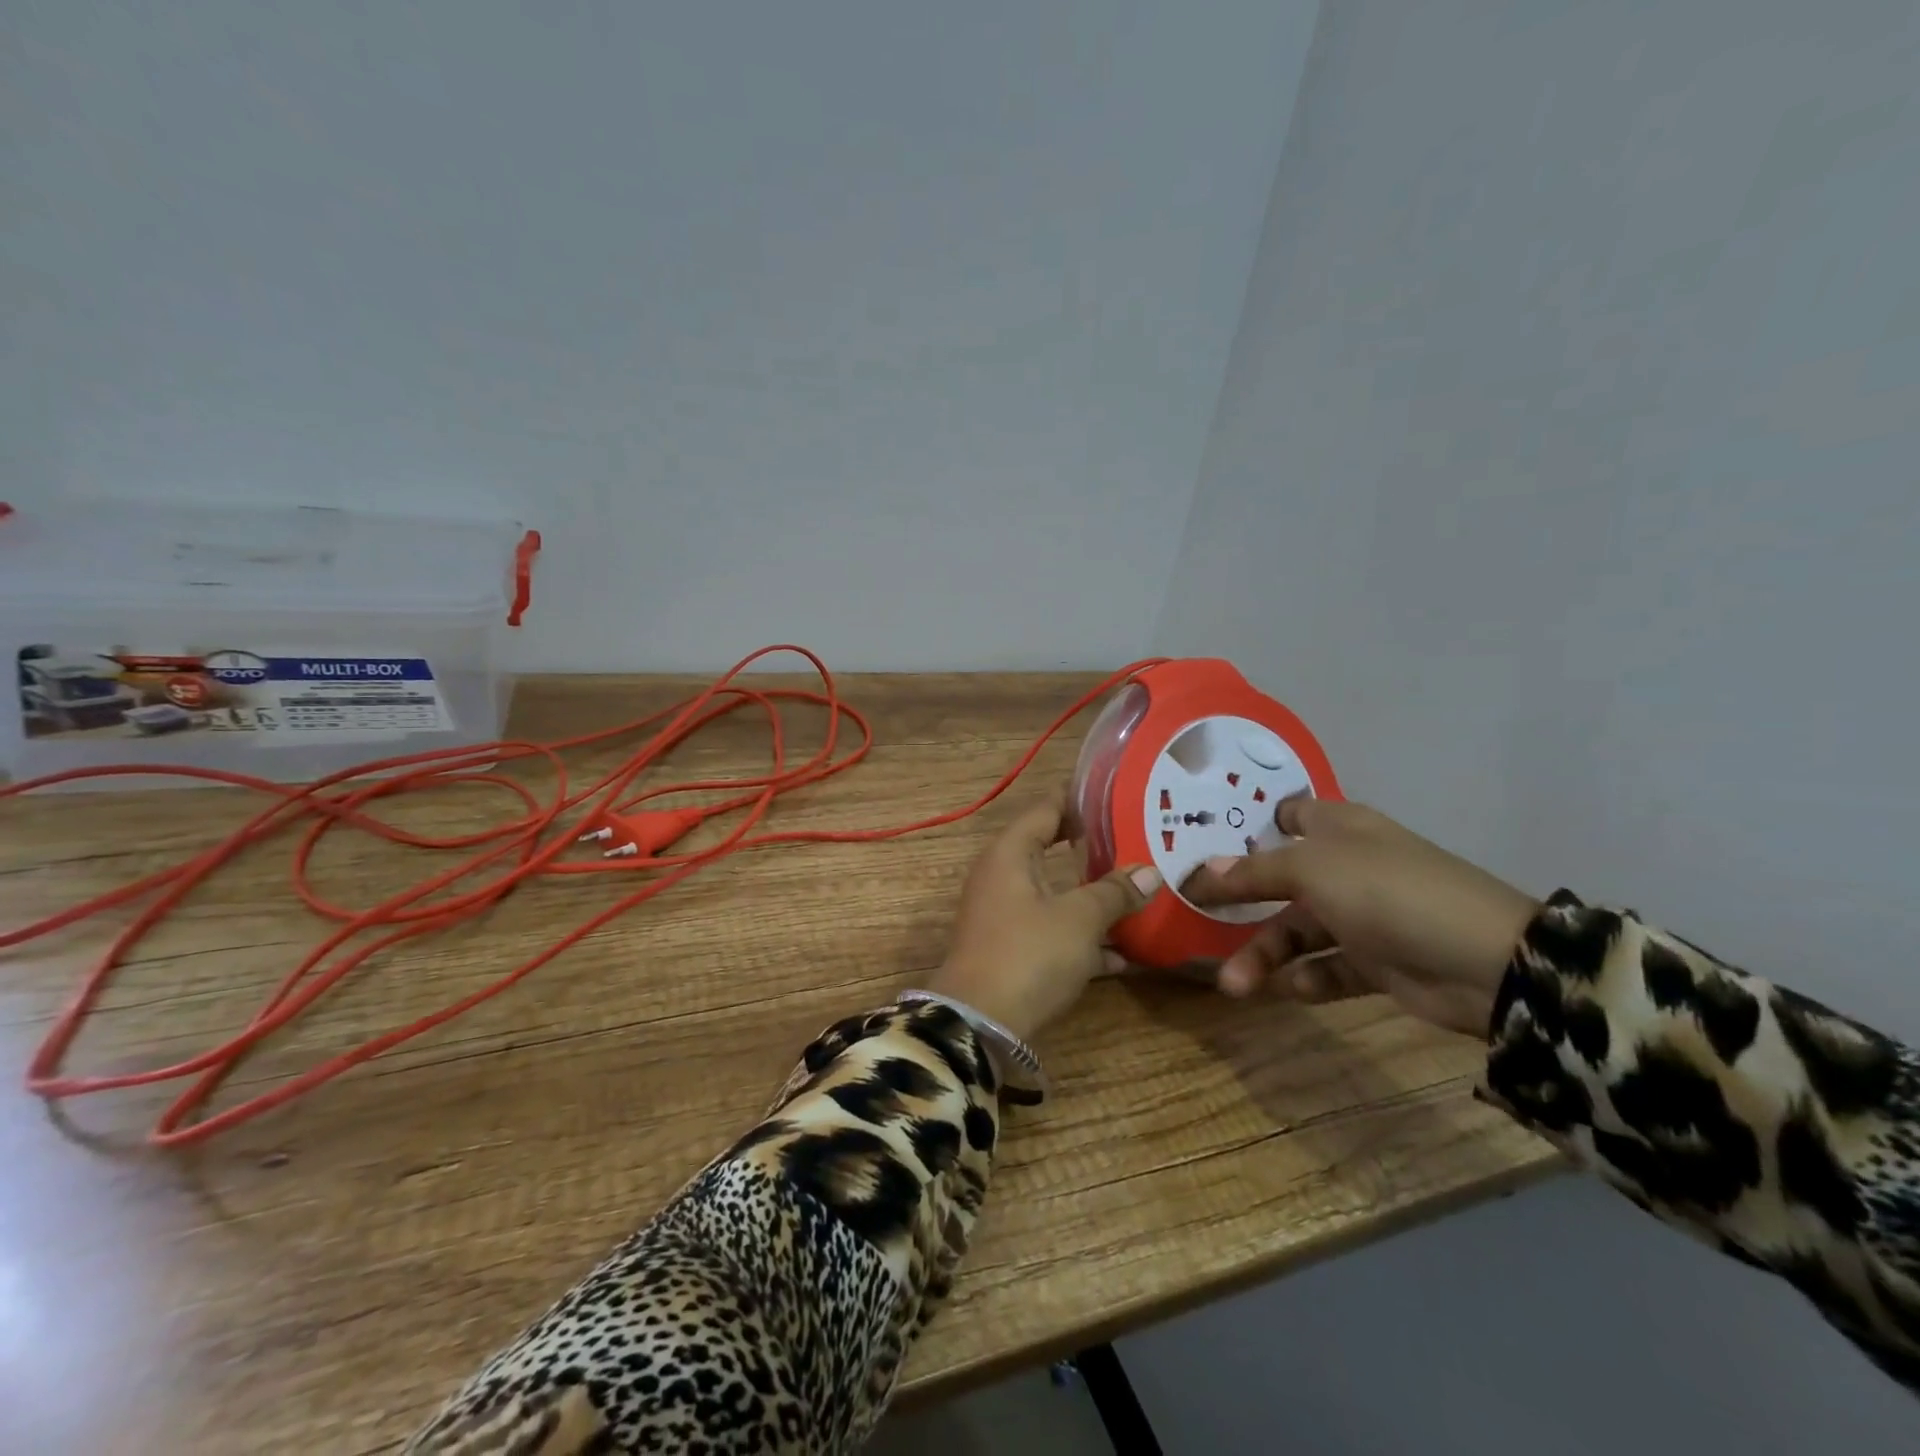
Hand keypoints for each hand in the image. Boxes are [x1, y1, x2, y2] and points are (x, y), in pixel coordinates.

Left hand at [929, 790, 1162, 1042]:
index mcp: (1010, 854)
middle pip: (1052, 850)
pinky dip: (1083, 938)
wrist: (979, 1024)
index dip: (1079, 799)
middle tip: (1138, 841)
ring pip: (1057, 894)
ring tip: (1141, 894)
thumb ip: (1113, 892)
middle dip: (1094, 849)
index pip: (1045, 809)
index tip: (1118, 795)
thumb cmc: (1028, 954)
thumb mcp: (1078, 919)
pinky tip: (1124, 956)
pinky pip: (1053, 932)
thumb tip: (1149, 871)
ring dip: (1094, 897)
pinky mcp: (1013, 950)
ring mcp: (1006, 915)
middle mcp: (1003, 876)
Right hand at [1180, 797, 1538, 1038]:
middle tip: (1197, 918)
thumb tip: (1202, 871)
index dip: (1249, 824)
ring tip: (1234, 985)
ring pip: (1297, 930)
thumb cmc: (1387, 891)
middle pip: (1280, 879)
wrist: (1486, 963)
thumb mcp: (1311, 870)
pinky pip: (1328, 968)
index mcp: (1339, 828)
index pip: (1289, 814)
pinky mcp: (1377, 962)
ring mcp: (1363, 915)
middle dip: (1240, 902)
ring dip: (1264, 955)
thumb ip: (1254, 871)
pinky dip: (1308, 978)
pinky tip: (1294, 990)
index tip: (1204, 840)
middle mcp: (1347, 866)